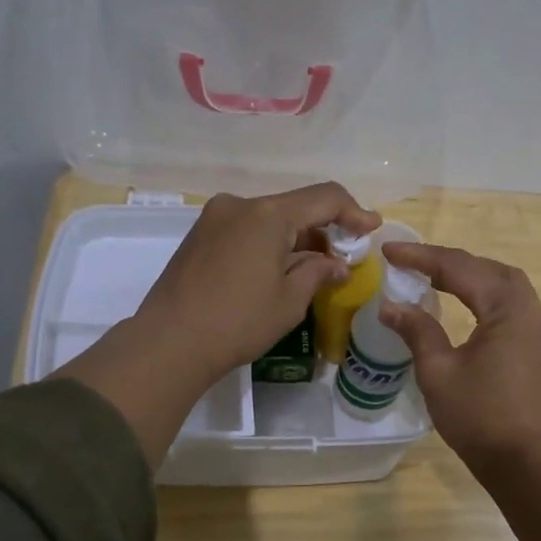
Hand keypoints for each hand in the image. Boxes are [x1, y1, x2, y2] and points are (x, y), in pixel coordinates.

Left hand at [137, 183, 380, 382]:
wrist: (168, 343)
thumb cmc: (238, 321)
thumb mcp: (289, 300)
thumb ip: (318, 272)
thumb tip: (336, 265)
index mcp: (267, 214)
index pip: (324, 198)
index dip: (353, 212)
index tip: (372, 229)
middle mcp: (240, 205)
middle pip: (295, 206)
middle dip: (324, 229)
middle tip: (345, 258)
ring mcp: (215, 218)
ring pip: (270, 219)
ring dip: (297, 238)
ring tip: (314, 269)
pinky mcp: (200, 236)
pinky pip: (247, 229)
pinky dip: (270, 243)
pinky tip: (279, 269)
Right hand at [378, 243, 540, 475]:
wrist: (530, 467)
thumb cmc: (481, 418)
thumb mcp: (439, 372)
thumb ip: (417, 330)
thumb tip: (390, 307)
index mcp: (510, 309)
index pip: (460, 268)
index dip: (422, 257)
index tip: (389, 252)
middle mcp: (536, 310)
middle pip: (489, 270)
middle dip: (449, 263)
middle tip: (411, 263)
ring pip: (506, 288)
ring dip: (472, 278)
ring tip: (436, 278)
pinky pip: (517, 310)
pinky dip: (489, 299)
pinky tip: (471, 308)